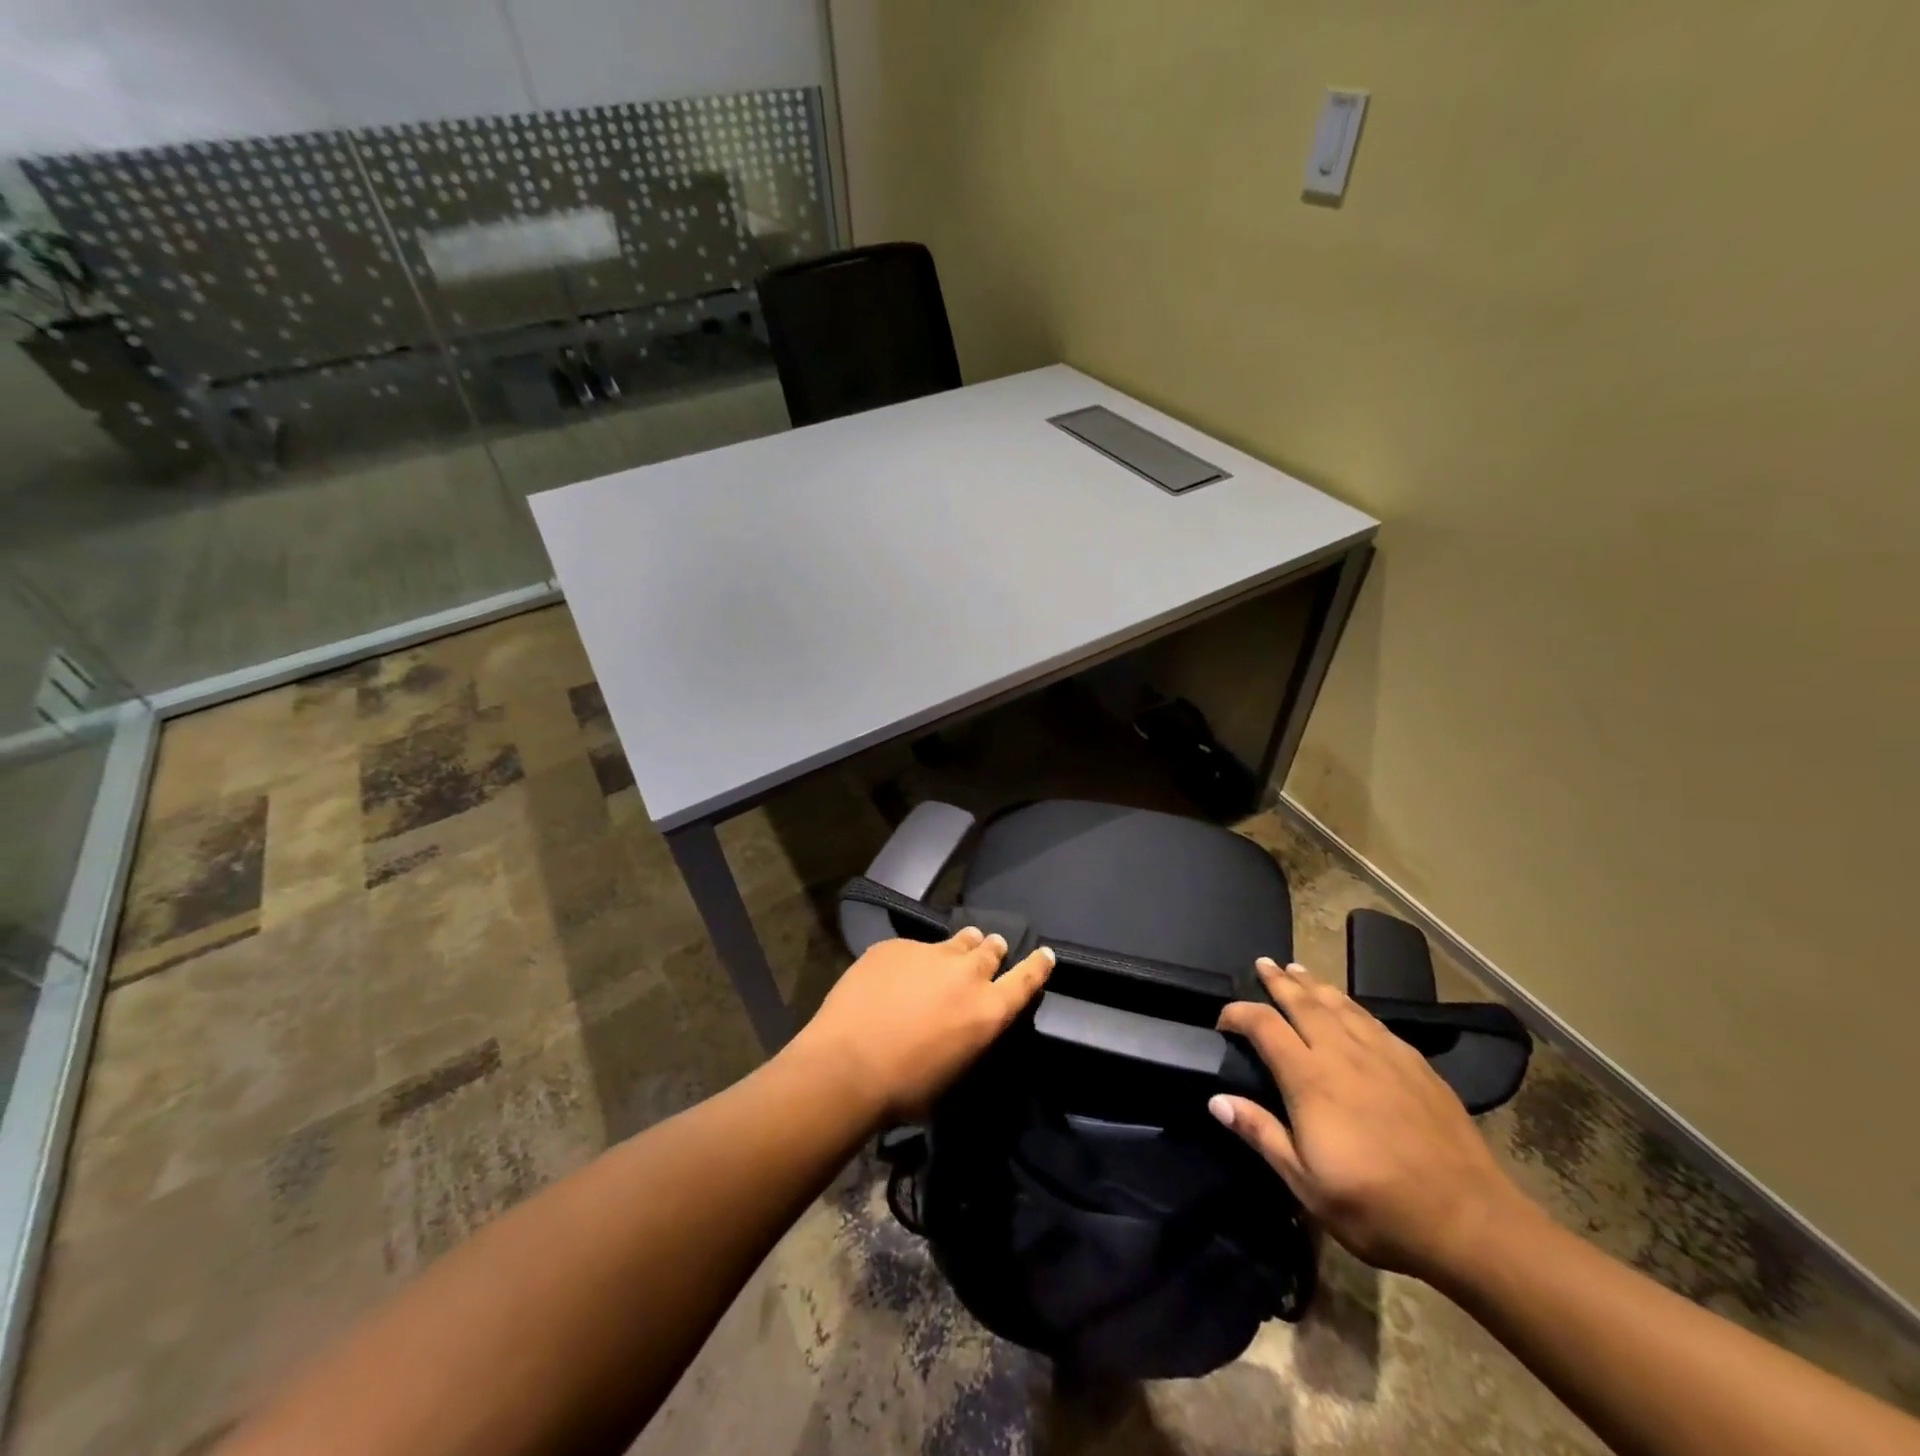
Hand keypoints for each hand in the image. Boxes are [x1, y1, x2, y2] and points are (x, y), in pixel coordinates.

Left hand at [787, 929, 1054, 1122]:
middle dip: (993, 950)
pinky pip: (913, 948)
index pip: (1026, 980)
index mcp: (988, 1010)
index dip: (1038, 965)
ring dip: (961, 946)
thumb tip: (968, 1022)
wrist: (847, 1066)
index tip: (1045, 954)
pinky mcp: (895, 946)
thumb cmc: (905, 1089)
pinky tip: (896, 975)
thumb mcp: (956, 1072)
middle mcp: (966, 974)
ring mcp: (929, 954)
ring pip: (956, 941)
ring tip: (955, 950)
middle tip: (991, 950)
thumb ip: (972, 1035)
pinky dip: (913, 959)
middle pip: (991, 950)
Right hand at [1211, 958, 1533, 1281]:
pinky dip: (1351, 1006)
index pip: (1263, 1025)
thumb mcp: (1307, 1184)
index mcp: (1310, 1079)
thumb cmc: (1378, 1208)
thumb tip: (1217, 1100)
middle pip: (1303, 1002)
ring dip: (1314, 984)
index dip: (1238, 1014)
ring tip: (1298, 970)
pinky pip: (1374, 1021)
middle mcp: (1343, 1053)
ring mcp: (1384, 1055)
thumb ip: (1261, 1134)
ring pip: (1341, 1005)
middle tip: (1263, 963)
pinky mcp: (1416, 1065)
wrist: (1472, 1222)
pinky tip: (1351, 1009)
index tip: (1223, 1021)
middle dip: (1279, 980)